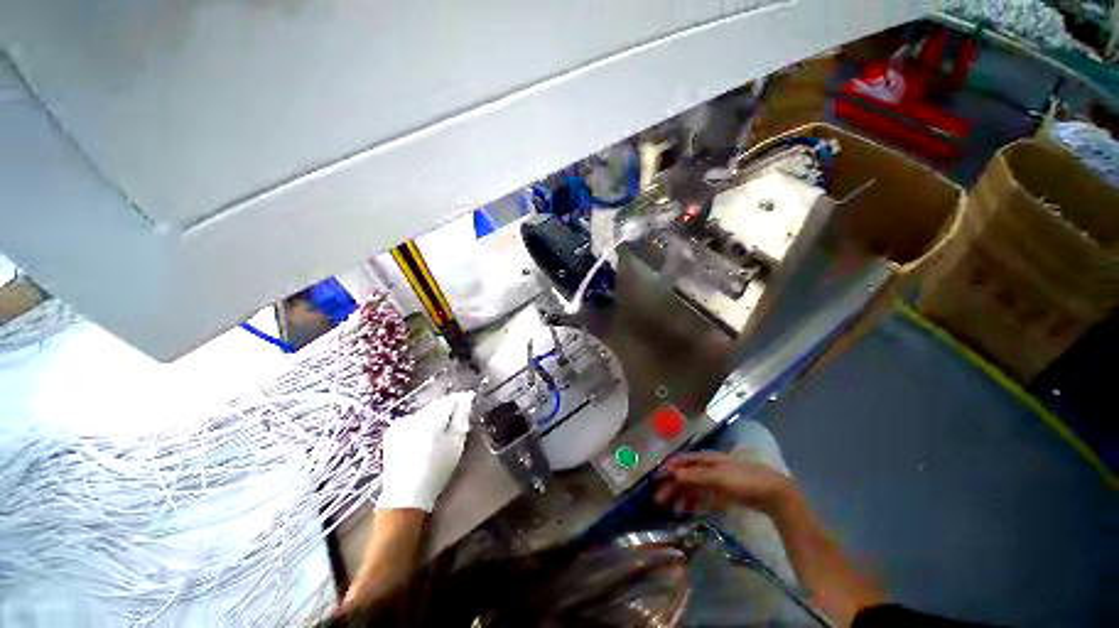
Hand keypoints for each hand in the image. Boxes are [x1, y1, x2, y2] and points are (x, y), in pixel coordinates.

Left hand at [377, 391, 475, 511]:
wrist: (406, 495)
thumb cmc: (437, 469)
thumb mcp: (456, 443)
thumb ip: (462, 418)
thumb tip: (467, 400)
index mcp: (432, 418)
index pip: (450, 399)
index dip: (462, 398)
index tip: (470, 400)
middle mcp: (415, 416)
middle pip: (436, 404)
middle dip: (448, 407)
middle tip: (459, 414)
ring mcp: (401, 424)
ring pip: (425, 412)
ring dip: (435, 414)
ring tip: (443, 426)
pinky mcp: (393, 432)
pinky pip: (413, 420)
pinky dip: (422, 423)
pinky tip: (426, 435)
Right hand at [655, 451, 793, 515]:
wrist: (772, 492)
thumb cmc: (743, 480)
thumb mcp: (717, 478)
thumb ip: (694, 476)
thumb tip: (672, 473)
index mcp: (705, 459)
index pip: (681, 461)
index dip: (667, 469)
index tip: (655, 480)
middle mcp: (707, 467)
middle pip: (684, 475)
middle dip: (671, 486)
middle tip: (658, 500)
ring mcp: (715, 479)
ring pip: (692, 486)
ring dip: (680, 496)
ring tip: (671, 510)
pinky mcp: (723, 492)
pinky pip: (703, 495)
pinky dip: (693, 501)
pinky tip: (688, 510)